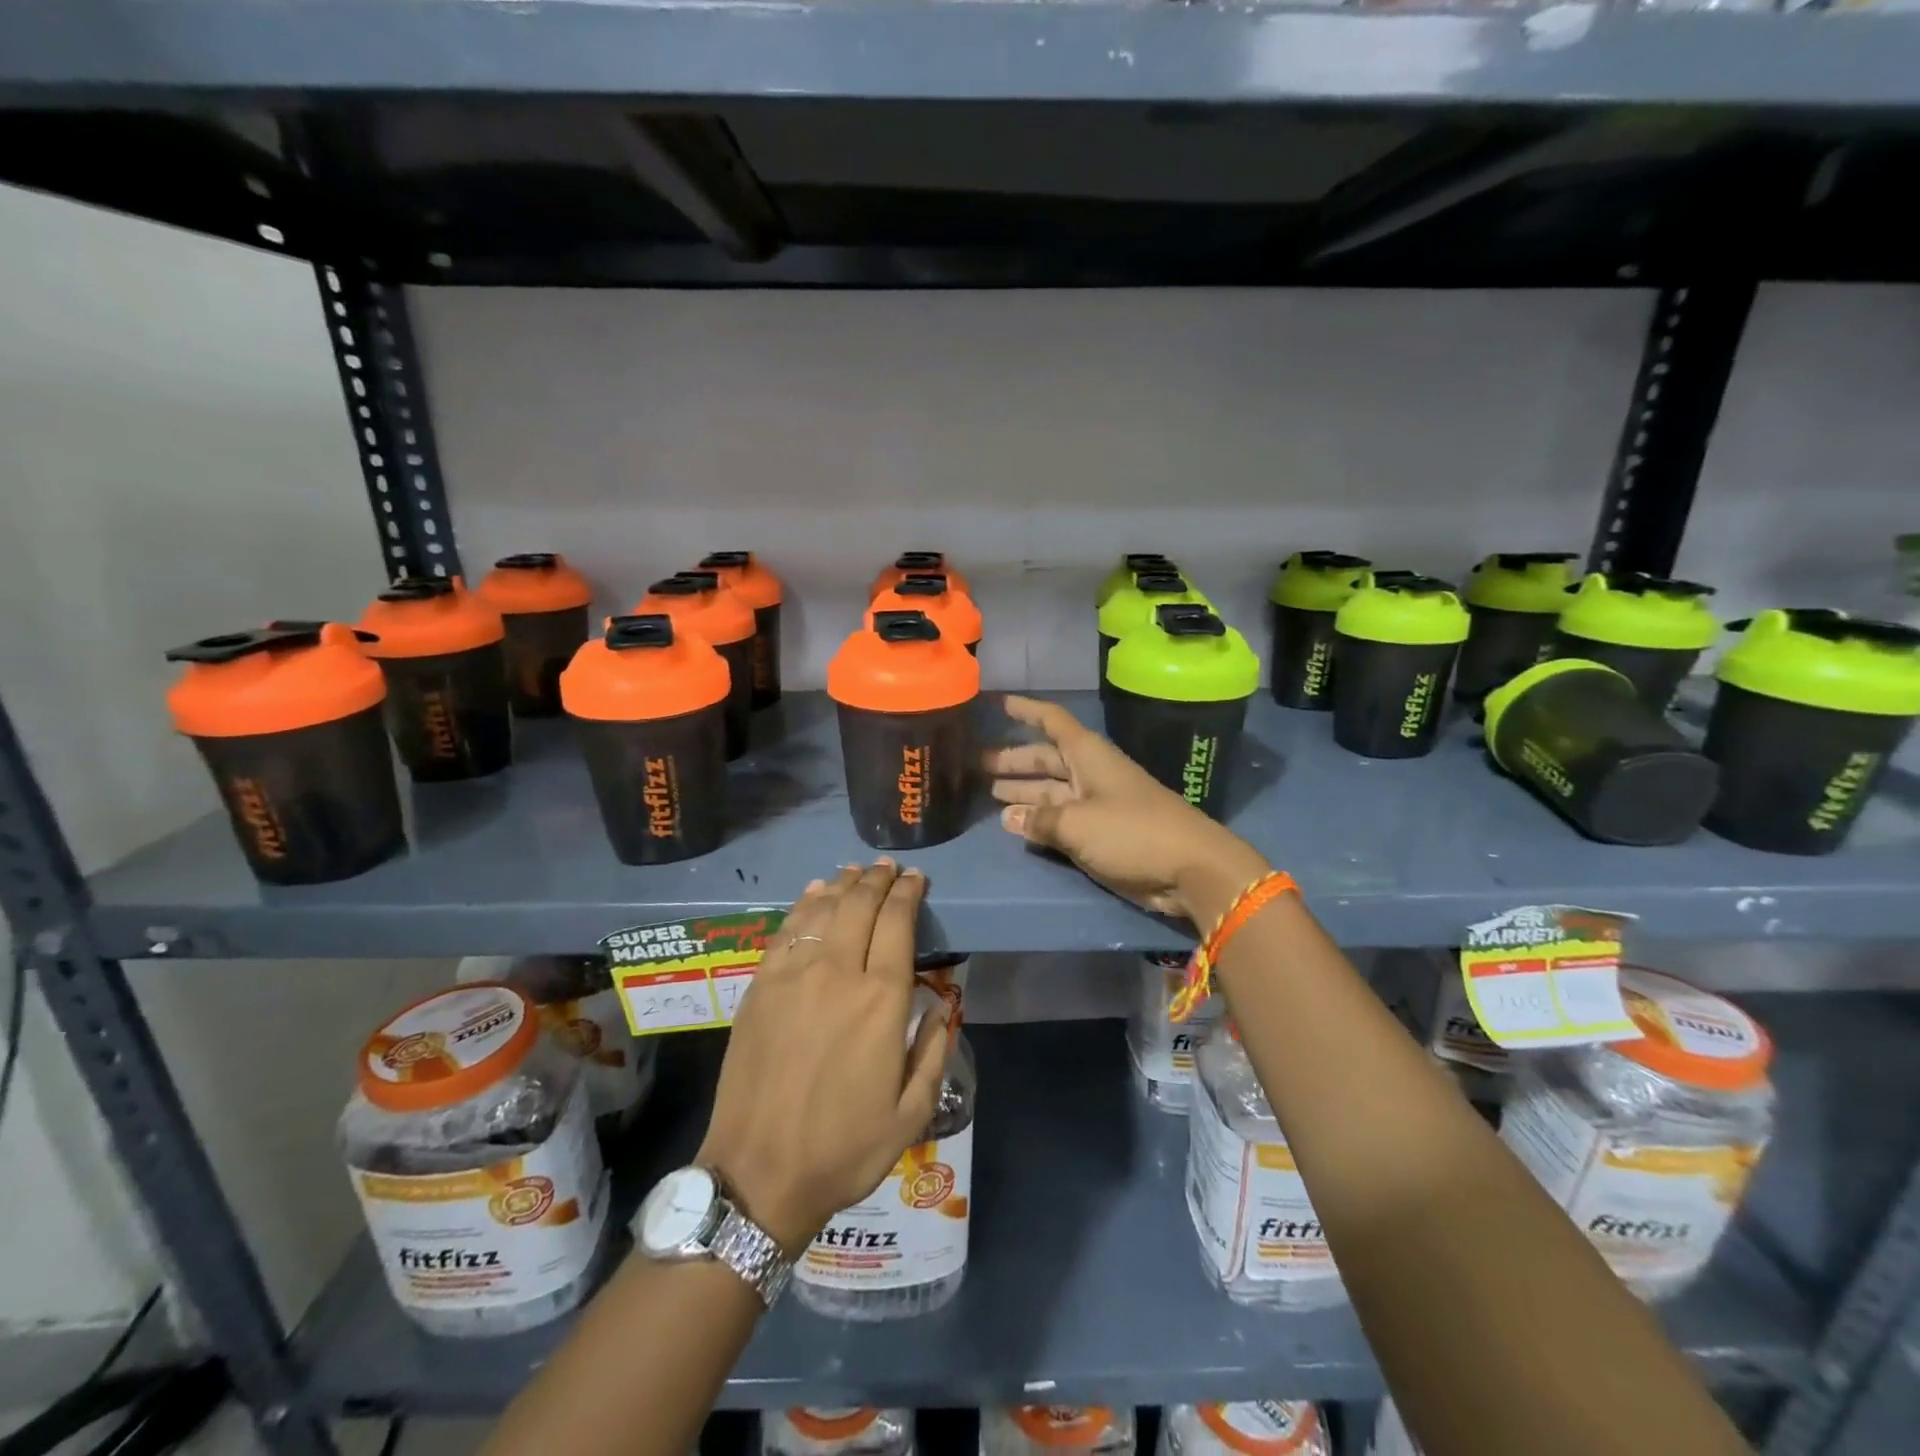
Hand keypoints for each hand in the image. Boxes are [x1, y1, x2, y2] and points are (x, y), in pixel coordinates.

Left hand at [697, 862, 950, 1257]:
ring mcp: (793, 976)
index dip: (909, 893)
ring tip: (856, 872)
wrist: (759, 1173)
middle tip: (889, 868)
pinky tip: (814, 894)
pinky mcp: (760, 986)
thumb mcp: (912, 1113)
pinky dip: (803, 905)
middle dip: (878, 880)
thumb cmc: (844, 1148)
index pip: (898, 923)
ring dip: (843, 885)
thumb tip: (943, 1004)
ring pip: (822, 910)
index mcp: (881, 1000)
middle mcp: (838, 973)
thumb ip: (934, 1050)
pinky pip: (786, 931)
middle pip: (860, 906)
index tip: (917, 878)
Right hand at [984, 695, 1270, 924]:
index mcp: (1089, 756)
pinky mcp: (1101, 833)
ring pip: (1051, 789)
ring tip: (987, 792)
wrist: (1189, 868)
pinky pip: (1061, 818)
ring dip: (1022, 790)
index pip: (1051, 721)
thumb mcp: (1077, 823)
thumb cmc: (1132, 832)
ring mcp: (1096, 804)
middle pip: (1045, 758)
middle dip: (1013, 759)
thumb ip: (1040, 819)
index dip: (1025, 710)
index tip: (997, 703)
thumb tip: (1009, 817)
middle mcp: (1090, 773)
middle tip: (975, 764)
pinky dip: (1038, 818)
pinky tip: (1015, 823)